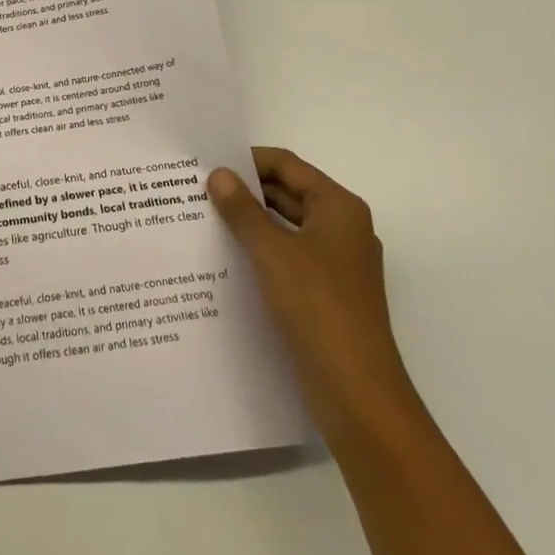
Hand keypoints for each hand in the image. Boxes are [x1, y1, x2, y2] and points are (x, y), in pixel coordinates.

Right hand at [208, 148, 415, 438]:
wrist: (358, 394)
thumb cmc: (318, 309)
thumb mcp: (273, 252)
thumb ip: (243, 210)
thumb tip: (219, 174)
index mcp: (339, 209)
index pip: (288, 166)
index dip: (248, 160)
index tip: (207, 163)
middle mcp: (342, 229)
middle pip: (288, 194)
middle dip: (245, 191)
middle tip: (196, 190)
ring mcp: (335, 264)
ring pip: (285, 227)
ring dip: (249, 222)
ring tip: (202, 219)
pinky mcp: (325, 294)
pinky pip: (287, 257)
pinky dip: (259, 251)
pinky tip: (224, 257)